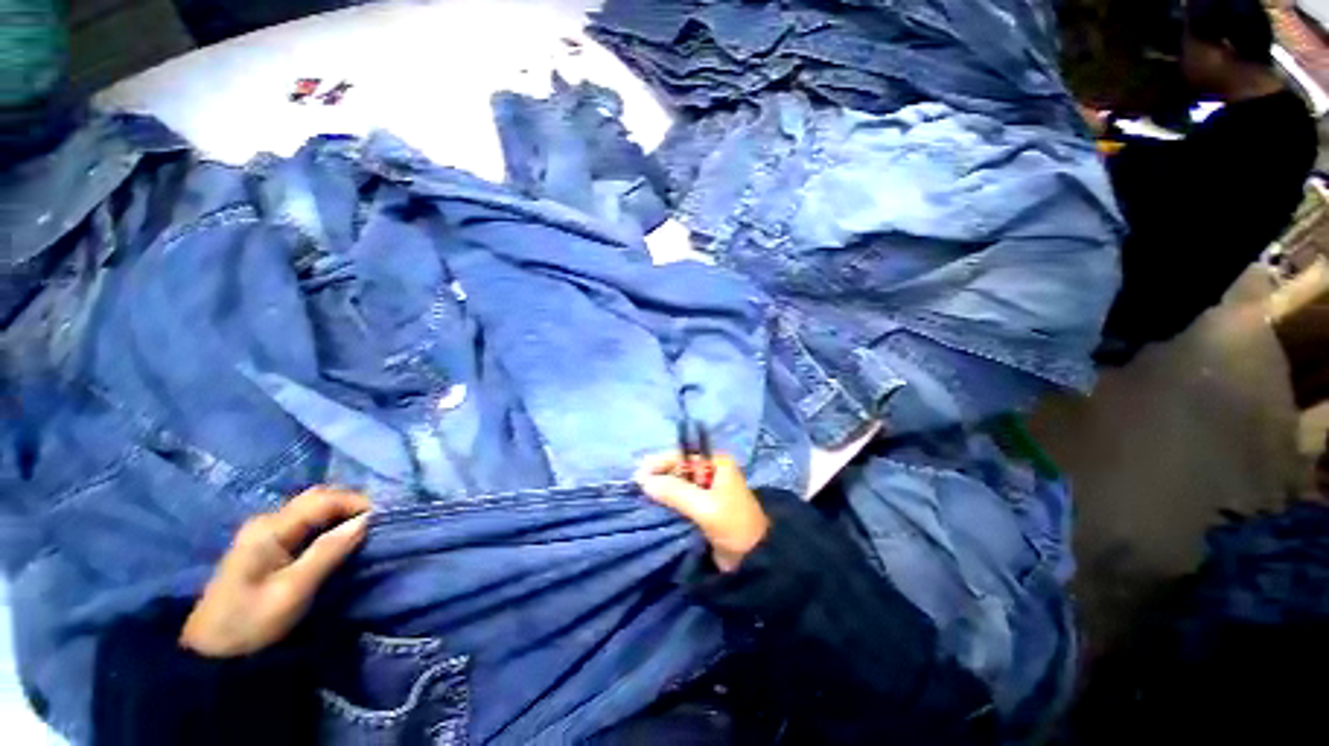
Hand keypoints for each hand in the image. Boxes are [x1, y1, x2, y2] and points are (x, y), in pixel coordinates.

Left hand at [181, 487, 370, 657]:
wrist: (210, 653)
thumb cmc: (251, 623)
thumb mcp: (293, 591)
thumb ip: (328, 552)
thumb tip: (366, 521)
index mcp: (271, 528)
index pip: (323, 499)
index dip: (357, 503)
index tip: (383, 518)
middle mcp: (267, 521)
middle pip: (317, 498)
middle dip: (351, 505)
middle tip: (376, 523)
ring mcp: (263, 532)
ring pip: (312, 509)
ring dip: (341, 514)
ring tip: (364, 530)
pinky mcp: (265, 545)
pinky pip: (305, 523)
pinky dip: (328, 524)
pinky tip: (339, 538)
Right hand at [635, 453, 769, 572]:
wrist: (754, 559)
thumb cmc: (733, 526)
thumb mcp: (704, 507)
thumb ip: (675, 492)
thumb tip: (644, 481)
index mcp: (717, 463)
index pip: (683, 456)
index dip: (660, 463)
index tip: (639, 474)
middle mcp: (712, 471)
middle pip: (679, 467)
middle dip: (659, 474)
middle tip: (637, 485)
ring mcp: (708, 488)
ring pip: (678, 482)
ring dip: (662, 487)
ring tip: (641, 494)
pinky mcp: (704, 505)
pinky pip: (681, 497)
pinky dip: (668, 499)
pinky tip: (654, 504)